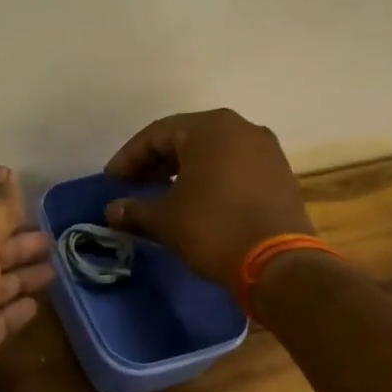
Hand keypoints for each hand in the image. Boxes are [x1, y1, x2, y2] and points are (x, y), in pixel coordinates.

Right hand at [104, 108, 310, 291]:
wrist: (278, 263)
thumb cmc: (213, 229)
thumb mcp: (165, 220)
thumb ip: (135, 209)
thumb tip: (112, 211)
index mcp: (210, 128)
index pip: (156, 134)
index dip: (129, 157)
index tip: (112, 180)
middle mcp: (241, 128)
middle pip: (186, 138)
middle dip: (156, 162)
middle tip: (133, 184)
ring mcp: (265, 150)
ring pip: (212, 152)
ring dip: (183, 170)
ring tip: (161, 193)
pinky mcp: (279, 174)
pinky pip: (234, 166)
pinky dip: (210, 178)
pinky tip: (196, 200)